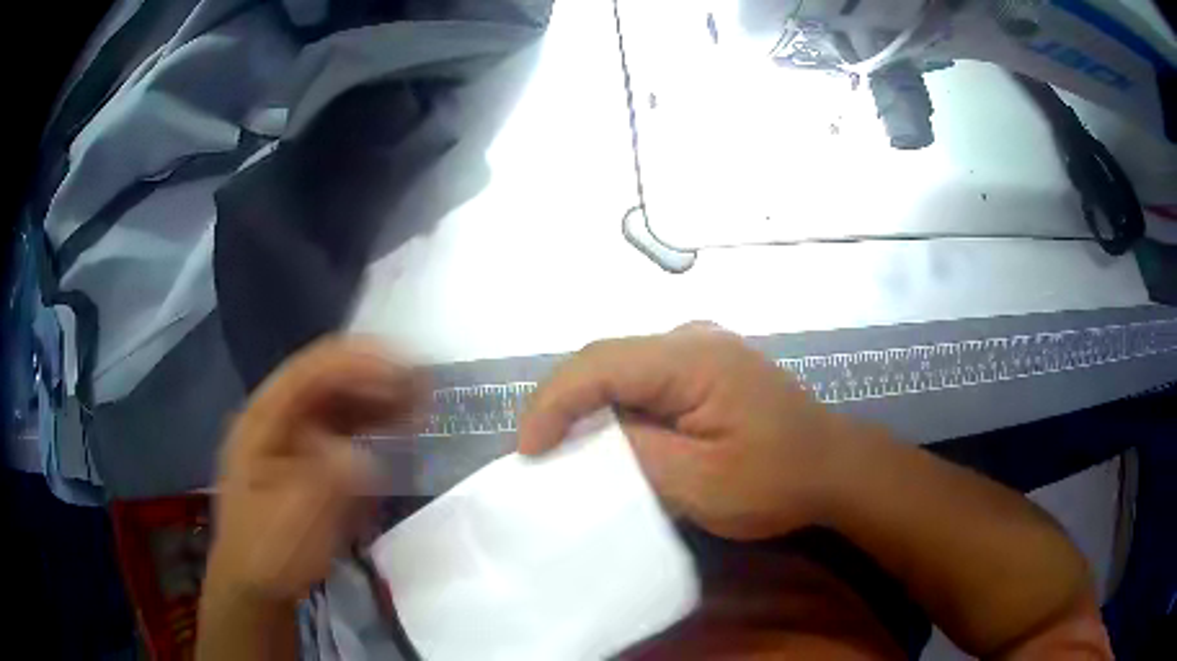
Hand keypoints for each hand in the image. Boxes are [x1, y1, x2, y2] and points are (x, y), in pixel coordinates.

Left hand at [206, 338, 419, 604]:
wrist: (257, 583)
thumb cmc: (269, 553)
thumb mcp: (295, 521)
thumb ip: (326, 481)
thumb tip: (360, 455)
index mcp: (262, 421)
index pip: (308, 373)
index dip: (355, 363)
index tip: (403, 369)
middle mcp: (278, 418)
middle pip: (327, 381)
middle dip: (374, 377)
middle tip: (423, 386)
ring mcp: (293, 437)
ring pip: (339, 401)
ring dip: (378, 396)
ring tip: (421, 401)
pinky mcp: (310, 457)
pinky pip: (345, 428)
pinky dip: (373, 422)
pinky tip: (400, 426)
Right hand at [519, 325, 871, 540]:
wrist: (834, 469)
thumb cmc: (777, 480)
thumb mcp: (700, 482)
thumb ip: (636, 455)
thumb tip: (587, 440)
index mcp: (694, 358)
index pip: (601, 363)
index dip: (554, 402)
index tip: (528, 450)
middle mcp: (692, 339)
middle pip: (606, 360)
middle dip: (564, 404)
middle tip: (538, 451)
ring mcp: (701, 350)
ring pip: (622, 369)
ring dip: (588, 407)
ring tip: (562, 448)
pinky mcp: (706, 369)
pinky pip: (644, 381)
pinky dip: (617, 409)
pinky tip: (608, 438)